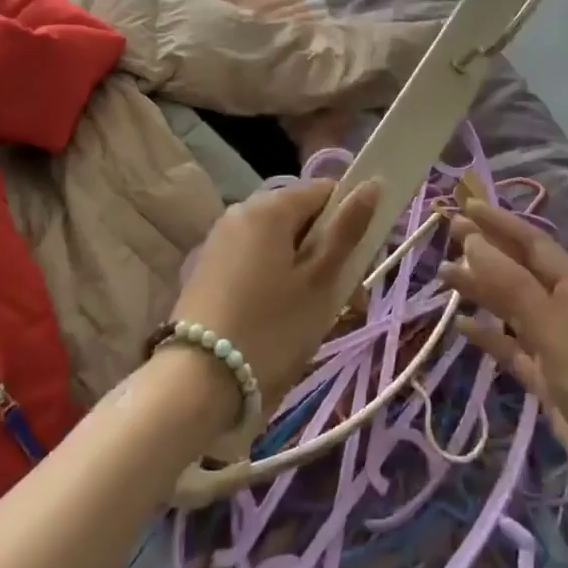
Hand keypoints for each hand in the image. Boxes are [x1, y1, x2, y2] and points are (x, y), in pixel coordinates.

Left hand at [169, 178, 380, 416]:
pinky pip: (256, 261)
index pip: (326, 191)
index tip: (359, 265)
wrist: (195, 384)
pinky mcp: (208, 268)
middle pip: (302, 219)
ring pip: (280, 244)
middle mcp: (242, 211)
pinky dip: (276, 281)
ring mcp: (221, 239)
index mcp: (271, 206)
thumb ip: (347, 229)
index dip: (350, 221)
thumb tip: (372, 184)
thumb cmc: (271, 328)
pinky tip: (280, 320)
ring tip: (314, 319)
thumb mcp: (320, 281)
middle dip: (328, 253)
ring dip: (304, 271)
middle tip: (344, 302)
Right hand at [443, 199, 567, 566]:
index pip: (532, 244)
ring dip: (482, 292)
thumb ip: (514, 290)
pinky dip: (490, 337)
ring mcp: (559, 349)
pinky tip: (462, 328)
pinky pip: (513, 350)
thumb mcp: (559, 334)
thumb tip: (473, 242)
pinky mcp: (550, 385)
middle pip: (519, 273)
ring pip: (512, 310)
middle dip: (486, 252)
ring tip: (444, 277)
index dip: (499, 223)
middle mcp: (567, 311)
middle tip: (445, 235)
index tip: (464, 206)